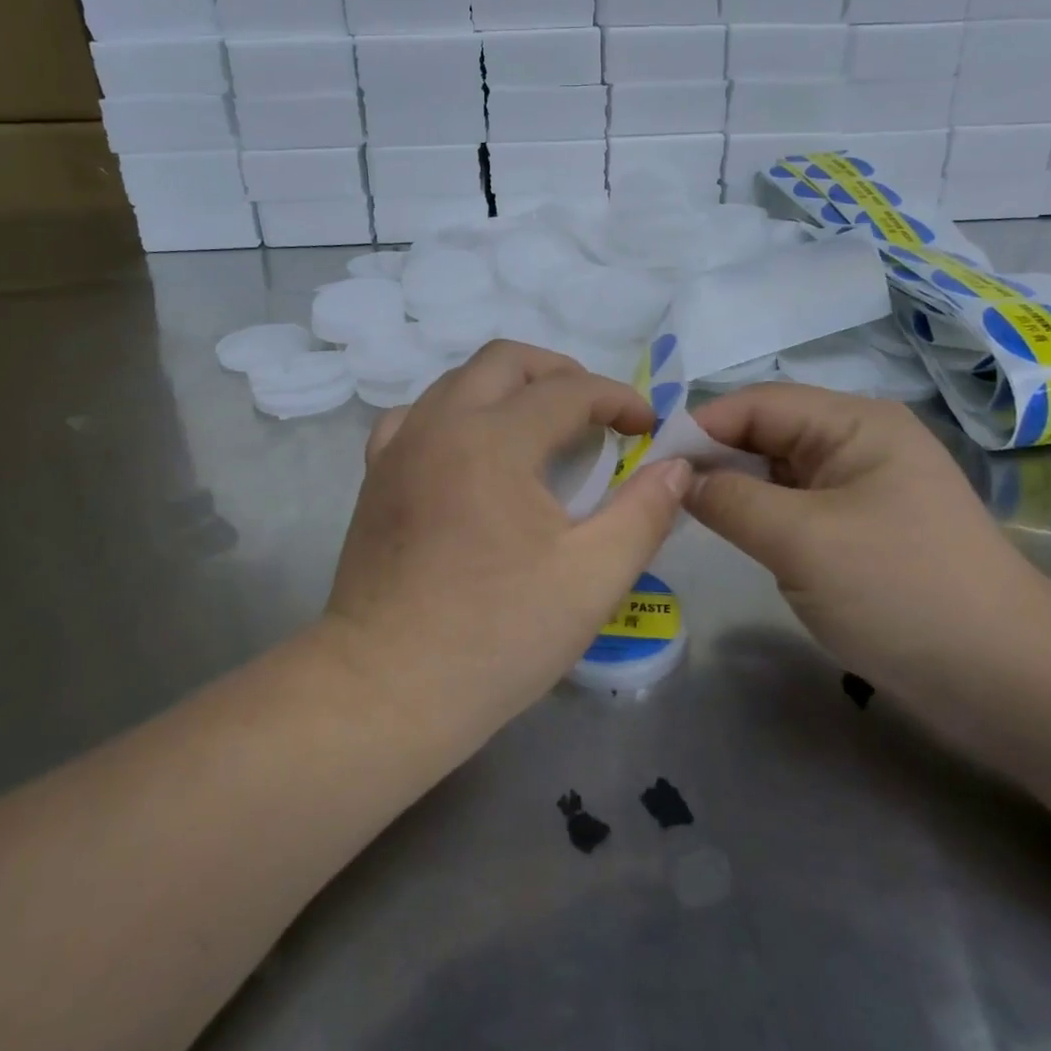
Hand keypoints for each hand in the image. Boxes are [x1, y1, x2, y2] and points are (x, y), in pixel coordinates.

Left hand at [321, 341, 691, 745]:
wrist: (387, 690)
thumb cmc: (497, 636)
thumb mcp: (592, 578)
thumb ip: (644, 512)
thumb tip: (676, 466)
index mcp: (492, 441)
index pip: (568, 391)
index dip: (618, 400)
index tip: (647, 428)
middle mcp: (439, 425)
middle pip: (505, 361)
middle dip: (561, 374)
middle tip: (596, 413)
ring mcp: (398, 448)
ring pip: (457, 381)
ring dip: (507, 388)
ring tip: (541, 428)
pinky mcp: (374, 477)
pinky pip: (416, 417)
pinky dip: (454, 414)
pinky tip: (470, 452)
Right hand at [686, 385, 1050, 677]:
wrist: (1005, 679)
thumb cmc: (901, 591)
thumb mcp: (802, 540)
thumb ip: (729, 500)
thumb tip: (675, 478)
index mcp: (854, 422)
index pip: (756, 404)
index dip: (698, 427)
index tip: (645, 464)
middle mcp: (858, 442)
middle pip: (766, 433)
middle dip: (712, 458)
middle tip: (654, 494)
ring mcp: (862, 486)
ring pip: (777, 472)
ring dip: (733, 489)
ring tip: (682, 514)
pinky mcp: (861, 527)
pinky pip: (795, 506)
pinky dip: (760, 516)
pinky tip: (732, 535)